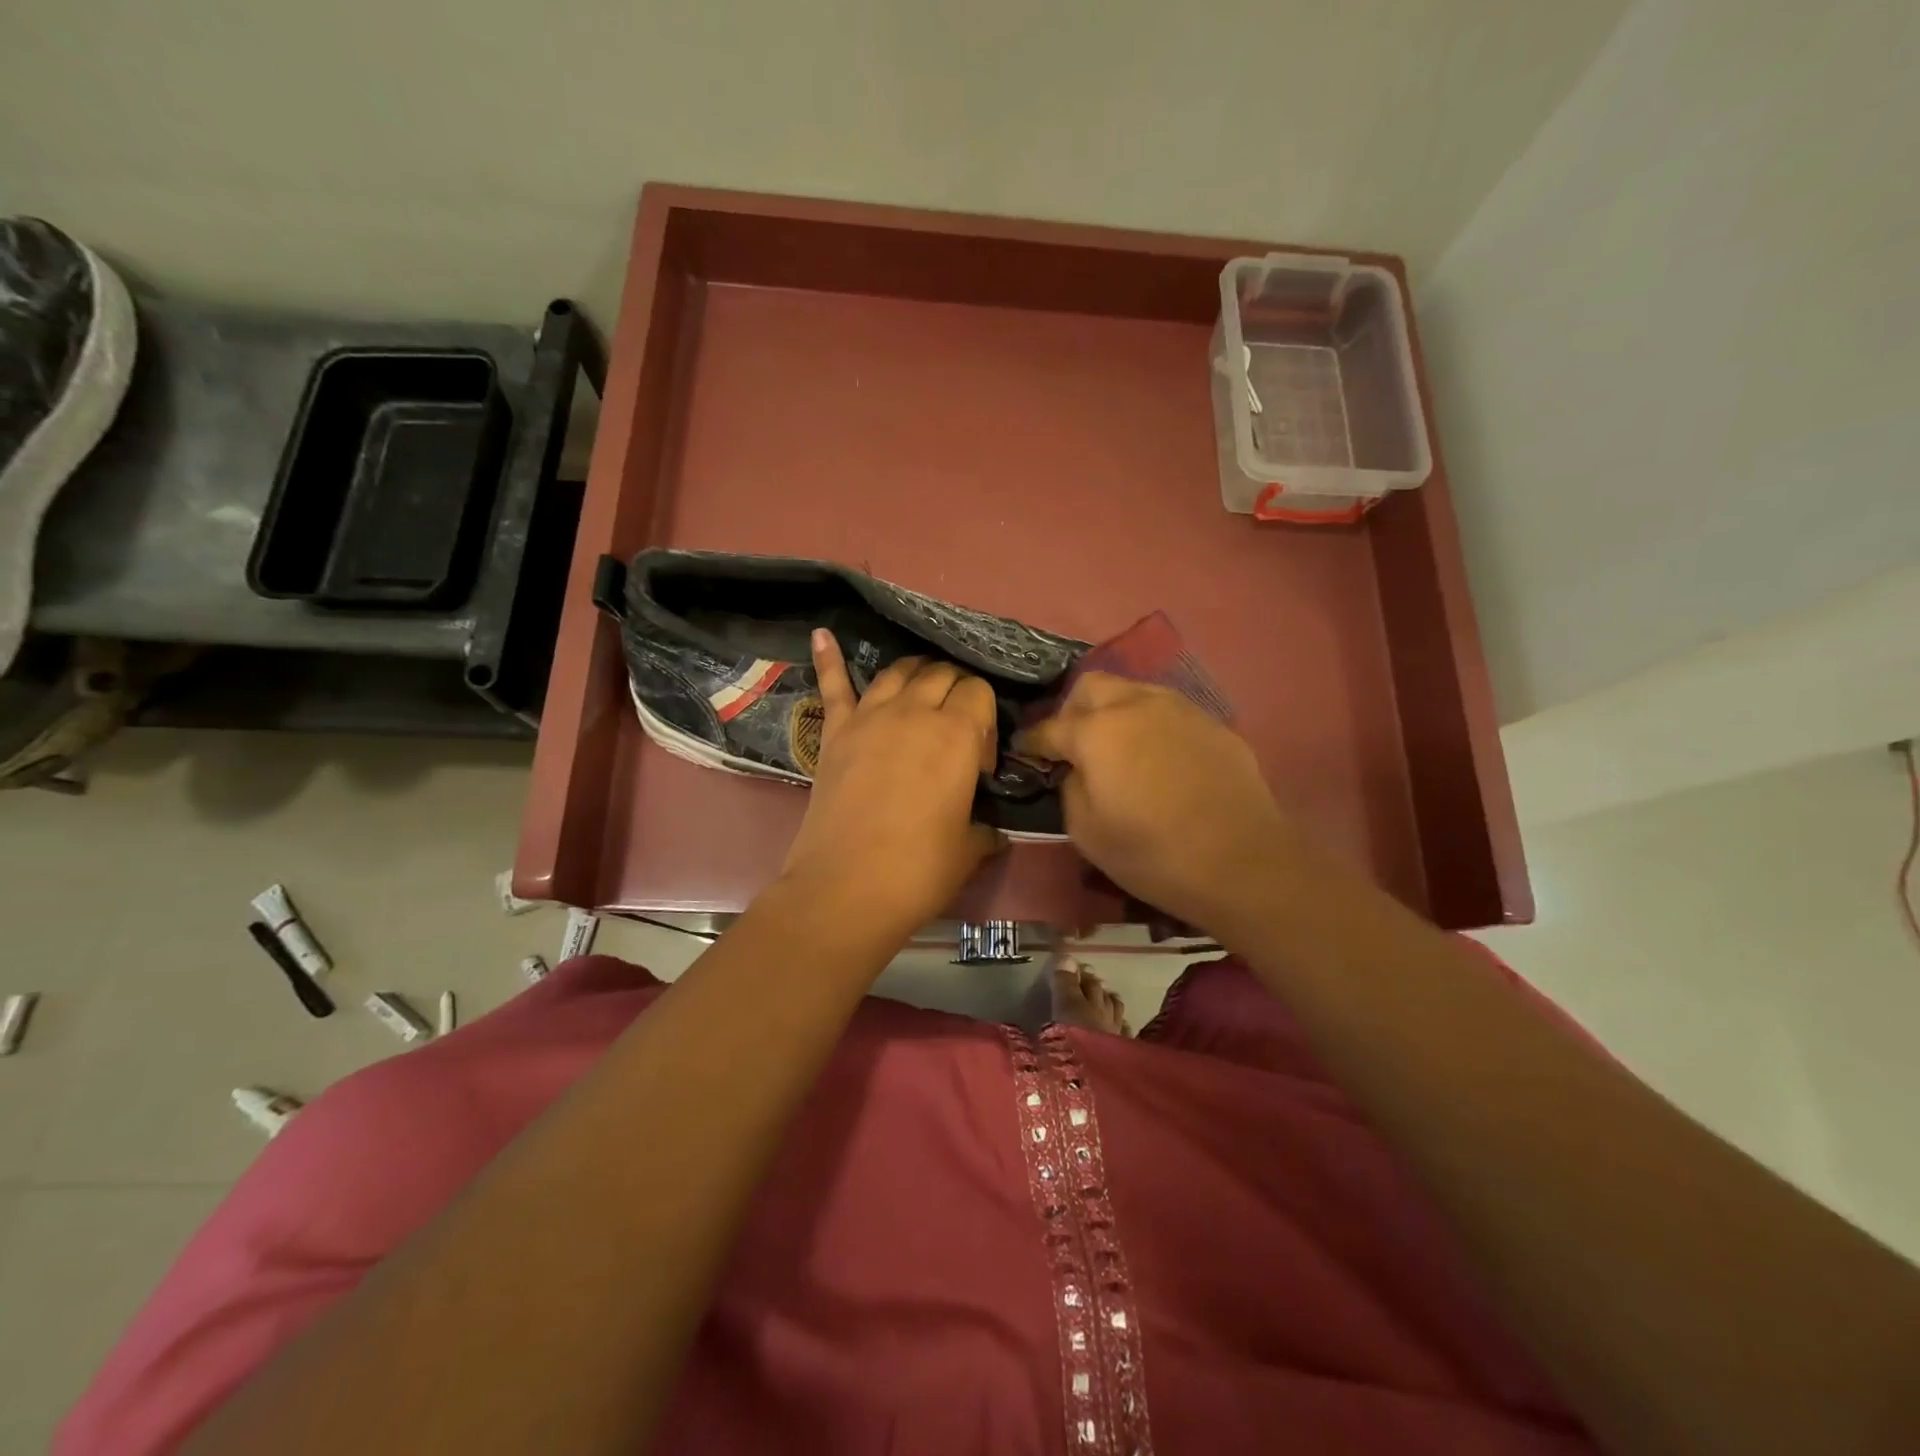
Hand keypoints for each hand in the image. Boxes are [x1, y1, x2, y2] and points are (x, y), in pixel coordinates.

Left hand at [779, 630, 1005, 934]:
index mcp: (958, 734)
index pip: (980, 693)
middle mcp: (915, 712)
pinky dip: (828, 658)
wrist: (845, 889)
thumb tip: (992, 830)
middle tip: (957, 726)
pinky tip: (822, 634)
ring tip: (923, 687)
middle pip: (942, 674)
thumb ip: (985, 830)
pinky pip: (833, 685)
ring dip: (916, 673)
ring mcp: (869, 717)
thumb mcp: (969, 850)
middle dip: (957, 691)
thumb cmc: (918, 870)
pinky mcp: (835, 731)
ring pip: (899, 671)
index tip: (981, 763)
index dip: (987, 720)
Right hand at [1017, 673, 1305, 937]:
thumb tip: (1076, 770)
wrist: (1241, 862)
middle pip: (1091, 686)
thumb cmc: (1152, 853)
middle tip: (1074, 744)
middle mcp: (1136, 705)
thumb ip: (1070, 788)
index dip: (1032, 741)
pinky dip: (1152, 726)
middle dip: (1073, 709)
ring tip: (1118, 747)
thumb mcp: (1086, 832)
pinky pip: (1169, 712)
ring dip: (1115, 711)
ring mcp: (1180, 709)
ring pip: (1134, 691)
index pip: (1050, 727)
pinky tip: (1160, 760)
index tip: (1024, 751)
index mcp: (1096, 731)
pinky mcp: (1213, 724)